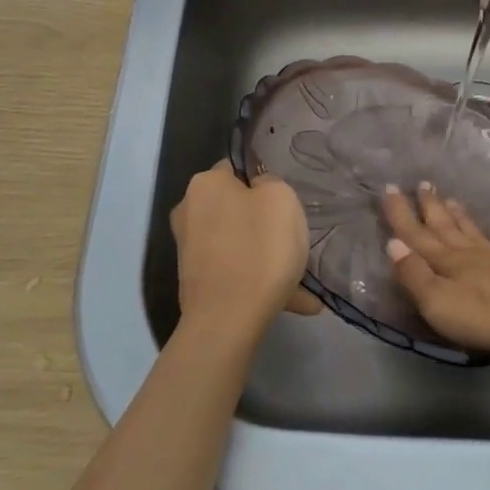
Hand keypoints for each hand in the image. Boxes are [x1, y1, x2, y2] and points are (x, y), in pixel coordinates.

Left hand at [170, 162, 318, 341]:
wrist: (227, 320)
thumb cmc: (259, 249)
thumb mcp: (282, 198)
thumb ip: (270, 183)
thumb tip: (257, 190)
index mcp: (204, 184)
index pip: (236, 169)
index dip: (263, 183)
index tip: (284, 205)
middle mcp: (188, 211)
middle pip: (236, 208)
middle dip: (264, 224)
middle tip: (292, 240)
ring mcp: (189, 249)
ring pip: (239, 243)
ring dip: (266, 257)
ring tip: (300, 280)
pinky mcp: (195, 281)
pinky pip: (236, 271)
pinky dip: (259, 280)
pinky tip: (292, 301)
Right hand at [381, 183, 489, 353]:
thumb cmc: (487, 313)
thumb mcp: (439, 302)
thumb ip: (415, 275)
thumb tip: (392, 244)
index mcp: (444, 262)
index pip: (415, 234)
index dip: (400, 214)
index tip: (388, 188)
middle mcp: (468, 253)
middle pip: (444, 226)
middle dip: (429, 206)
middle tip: (422, 183)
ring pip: (471, 231)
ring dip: (457, 215)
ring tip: (450, 199)